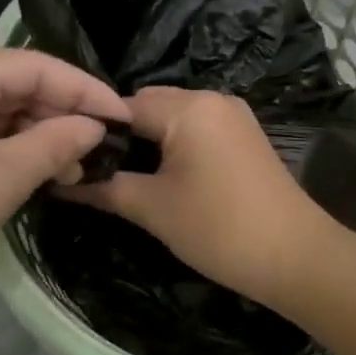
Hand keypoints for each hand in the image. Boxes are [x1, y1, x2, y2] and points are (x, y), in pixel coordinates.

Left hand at [0, 49, 128, 324]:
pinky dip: (1, 148)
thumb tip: (94, 127)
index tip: (123, 118)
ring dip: (32, 135)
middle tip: (97, 152)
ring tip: (68, 171)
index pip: (34, 65)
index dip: (85, 90)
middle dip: (58, 115)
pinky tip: (28, 172)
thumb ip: (55, 143)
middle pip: (11, 84)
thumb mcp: (0, 179)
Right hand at [64, 87, 337, 305]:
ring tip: (125, 176)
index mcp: (188, 107)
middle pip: (150, 106)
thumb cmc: (218, 228)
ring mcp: (234, 116)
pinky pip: (199, 129)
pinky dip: (177, 145)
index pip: (123, 106)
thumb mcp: (153, 209)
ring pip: (175, 117)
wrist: (295, 255)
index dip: (94, 131)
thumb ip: (105, 188)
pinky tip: (163, 175)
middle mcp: (213, 98)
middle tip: (95, 171)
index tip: (71, 158)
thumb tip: (60, 181)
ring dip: (150, 141)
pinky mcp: (246, 135)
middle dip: (123, 135)